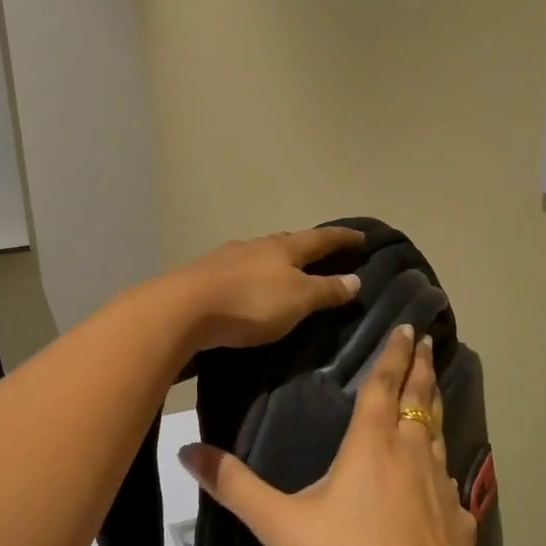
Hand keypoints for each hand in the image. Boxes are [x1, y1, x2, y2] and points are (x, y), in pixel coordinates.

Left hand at [175, 226, 364, 352]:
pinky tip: (250, 286)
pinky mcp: (205, 275)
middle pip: (288, 242)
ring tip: (286, 272)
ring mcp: (227, 258)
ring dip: (277, 261)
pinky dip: (253, 276)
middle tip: (323, 253)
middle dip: (307, 247)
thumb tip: (355, 279)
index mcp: (283, 248)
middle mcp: (256, 245)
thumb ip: (326, 290)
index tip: (362, 236)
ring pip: (261, 254)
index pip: (321, 239)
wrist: (184, 308)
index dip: (343, 238)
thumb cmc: (250, 302)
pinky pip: (239, 271)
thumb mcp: (298, 300)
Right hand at [179, 326, 477, 545]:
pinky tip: (442, 481)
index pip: (384, 385)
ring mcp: (442, 488)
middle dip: (422, 369)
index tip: (409, 328)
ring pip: (439, 435)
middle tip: (429, 344)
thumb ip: (235, 487)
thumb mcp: (281, 526)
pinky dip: (444, 468)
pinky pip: (451, 483)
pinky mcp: (460, 522)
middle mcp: (412, 454)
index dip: (394, 354)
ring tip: (433, 397)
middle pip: (420, 399)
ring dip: (435, 410)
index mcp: (372, 445)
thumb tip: (187, 451)